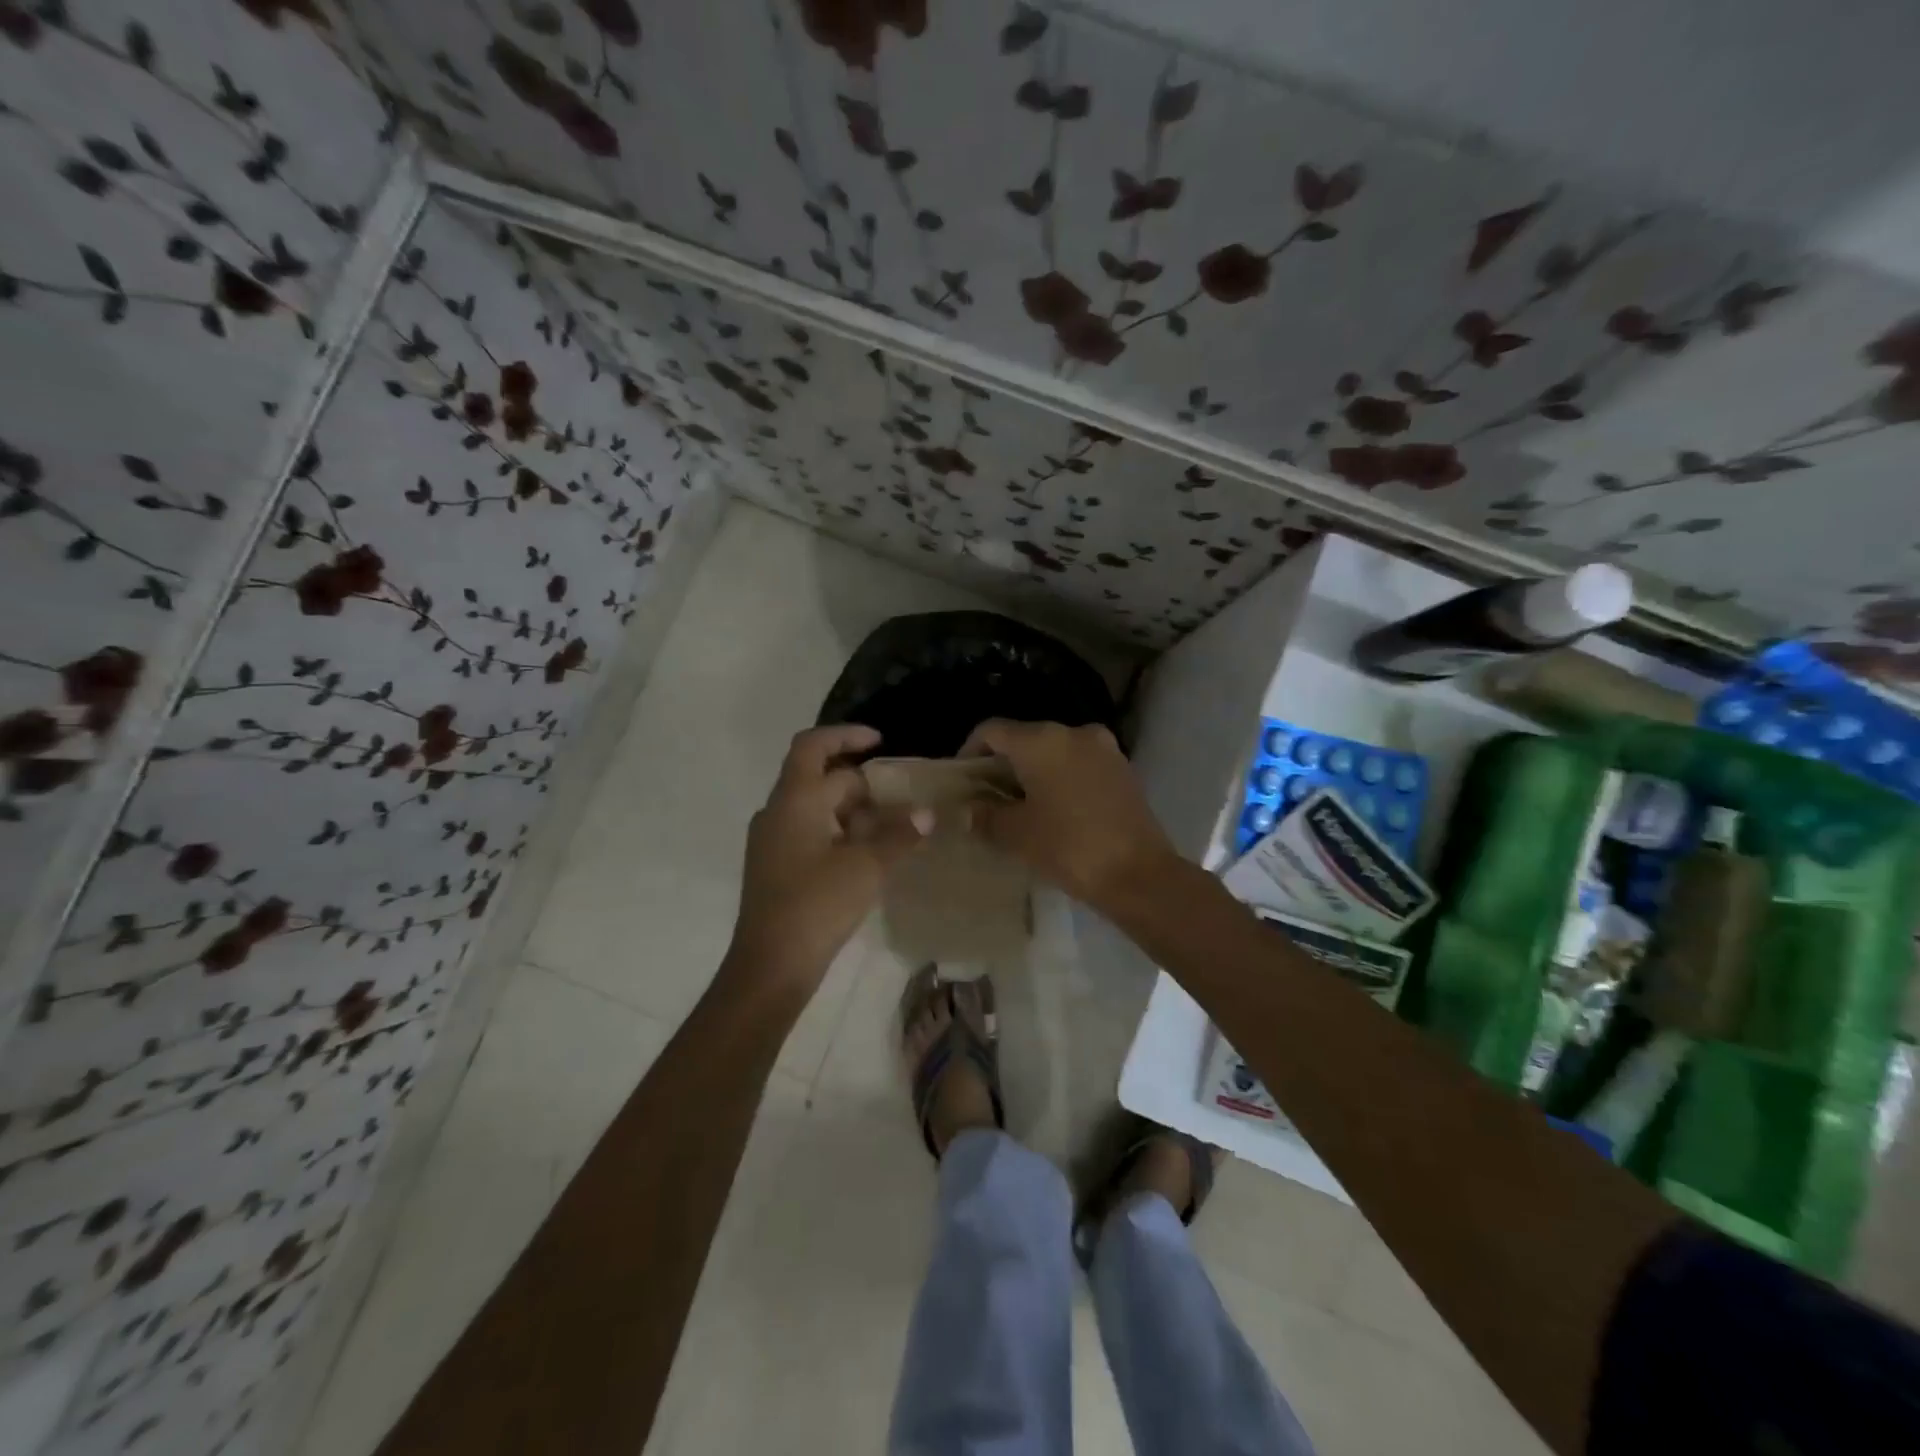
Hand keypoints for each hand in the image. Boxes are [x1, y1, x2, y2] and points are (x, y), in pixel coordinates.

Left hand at [722, 724, 926, 1005]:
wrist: (770, 965)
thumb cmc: (816, 905)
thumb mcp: (866, 867)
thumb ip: (899, 835)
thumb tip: (927, 813)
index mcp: (794, 801)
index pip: (813, 746)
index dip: (846, 735)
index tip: (880, 741)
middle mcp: (778, 812)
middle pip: (820, 779)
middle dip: (862, 784)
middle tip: (901, 798)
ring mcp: (773, 841)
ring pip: (817, 808)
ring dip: (853, 811)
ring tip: (893, 827)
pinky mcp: (777, 866)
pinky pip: (811, 833)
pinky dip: (840, 832)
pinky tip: (868, 854)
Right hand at [960, 719, 1177, 910]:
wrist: (1139, 875)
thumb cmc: (1068, 847)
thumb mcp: (1016, 834)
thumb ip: (986, 815)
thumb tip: (968, 809)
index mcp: (1041, 740)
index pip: (992, 730)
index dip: (970, 751)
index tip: (962, 780)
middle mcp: (1073, 732)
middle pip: (1025, 738)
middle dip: (1003, 764)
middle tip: (987, 797)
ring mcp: (1103, 748)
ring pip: (1055, 751)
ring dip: (1034, 772)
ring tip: (1021, 806)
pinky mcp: (1123, 769)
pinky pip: (1080, 764)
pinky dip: (1061, 778)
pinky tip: (1056, 810)